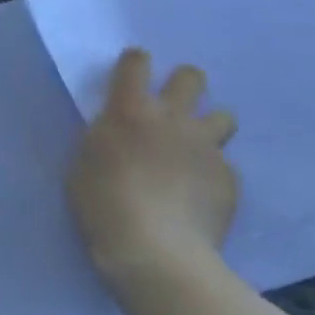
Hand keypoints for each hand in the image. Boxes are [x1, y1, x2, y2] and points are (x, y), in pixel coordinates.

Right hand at [67, 48, 238, 295]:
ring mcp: (206, 147)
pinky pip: (225, 165)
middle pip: (191, 77)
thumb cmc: (102, 205)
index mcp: (129, 110)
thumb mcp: (85, 163)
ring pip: (223, 116)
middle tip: (171, 111)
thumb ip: (105, 138)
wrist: (154, 251)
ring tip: (194, 153)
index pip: (137, 62)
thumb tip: (120, 134)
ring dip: (208, 128)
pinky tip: (199, 197)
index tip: (131, 78)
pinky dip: (212, 175)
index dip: (135, 64)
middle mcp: (172, 118)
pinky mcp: (230, 178)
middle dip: (184, 86)